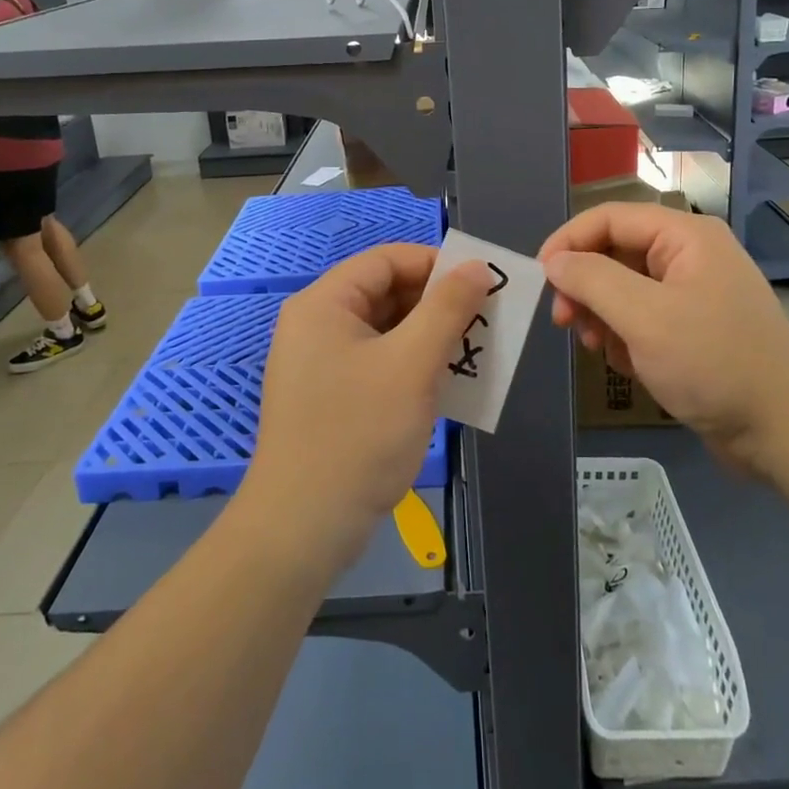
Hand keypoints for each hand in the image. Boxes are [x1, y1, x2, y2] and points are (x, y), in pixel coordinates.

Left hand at [244, 244, 490, 571]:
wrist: (303, 528)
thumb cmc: (358, 434)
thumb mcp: (412, 364)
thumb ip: (447, 309)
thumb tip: (475, 266)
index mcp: (324, 304)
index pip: (386, 260)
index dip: (435, 263)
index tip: (480, 282)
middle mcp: (317, 325)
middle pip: (385, 293)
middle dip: (436, 303)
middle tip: (485, 320)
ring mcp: (321, 364)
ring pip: (386, 331)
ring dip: (429, 337)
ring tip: (473, 352)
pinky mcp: (330, 397)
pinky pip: (378, 363)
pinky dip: (412, 366)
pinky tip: (446, 385)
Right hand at [539, 204, 788, 476]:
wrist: (784, 430)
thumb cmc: (713, 363)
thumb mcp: (644, 317)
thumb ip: (592, 280)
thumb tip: (554, 260)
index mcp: (684, 237)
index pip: (609, 218)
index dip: (568, 241)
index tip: (539, 278)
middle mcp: (688, 255)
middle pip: (614, 252)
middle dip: (585, 285)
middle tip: (564, 321)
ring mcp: (692, 293)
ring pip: (623, 288)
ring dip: (601, 315)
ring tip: (596, 348)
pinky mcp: (692, 328)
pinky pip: (641, 317)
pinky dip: (624, 336)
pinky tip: (626, 363)